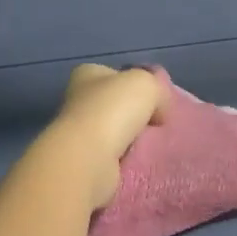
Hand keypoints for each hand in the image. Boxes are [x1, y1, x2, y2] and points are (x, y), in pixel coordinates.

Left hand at [45, 64, 167, 209]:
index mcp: (87, 74)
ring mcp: (78, 132)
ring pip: (114, 131)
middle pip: (114, 104)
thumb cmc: (113, 110)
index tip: (156, 100)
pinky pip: (112, 155)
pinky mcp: (83, 159)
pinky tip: (138, 161)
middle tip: (158, 123)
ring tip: (151, 144)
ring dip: (131, 139)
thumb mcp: (146, 84)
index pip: (115, 74)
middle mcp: (77, 100)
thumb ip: (157, 89)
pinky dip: (125, 158)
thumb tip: (159, 110)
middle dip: (136, 114)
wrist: (89, 158)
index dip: (136, 84)